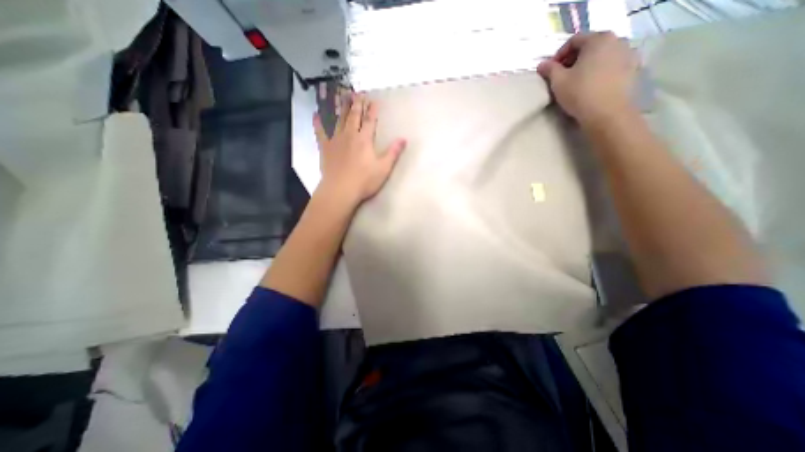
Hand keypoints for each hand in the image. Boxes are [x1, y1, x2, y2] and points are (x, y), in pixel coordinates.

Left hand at [311, 93, 405, 206]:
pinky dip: (318, 123)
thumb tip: (403, 139)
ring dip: (341, 108)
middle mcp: (349, 135)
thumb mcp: (384, 168)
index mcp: (364, 140)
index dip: (372, 110)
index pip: (369, 121)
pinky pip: (320, 132)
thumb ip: (393, 153)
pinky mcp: (325, 148)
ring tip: (342, 96)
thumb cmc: (364, 181)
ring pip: (338, 120)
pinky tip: (315, 115)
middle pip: (354, 116)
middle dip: (357, 104)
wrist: (341, 190)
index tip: (373, 100)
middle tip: (357, 93)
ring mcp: (335, 140)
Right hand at [536, 32, 637, 126]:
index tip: (551, 70)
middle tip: (562, 76)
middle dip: (573, 59)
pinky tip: (592, 85)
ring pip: (602, 55)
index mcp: (598, 39)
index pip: (574, 40)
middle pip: (590, 45)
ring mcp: (628, 53)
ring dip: (587, 65)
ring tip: (577, 81)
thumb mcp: (558, 82)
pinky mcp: (632, 69)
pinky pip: (612, 65)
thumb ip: (549, 69)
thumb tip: (542, 65)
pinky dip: (600, 71)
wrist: (606, 113)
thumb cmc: (580, 93)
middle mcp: (616, 40)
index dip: (559, 55)